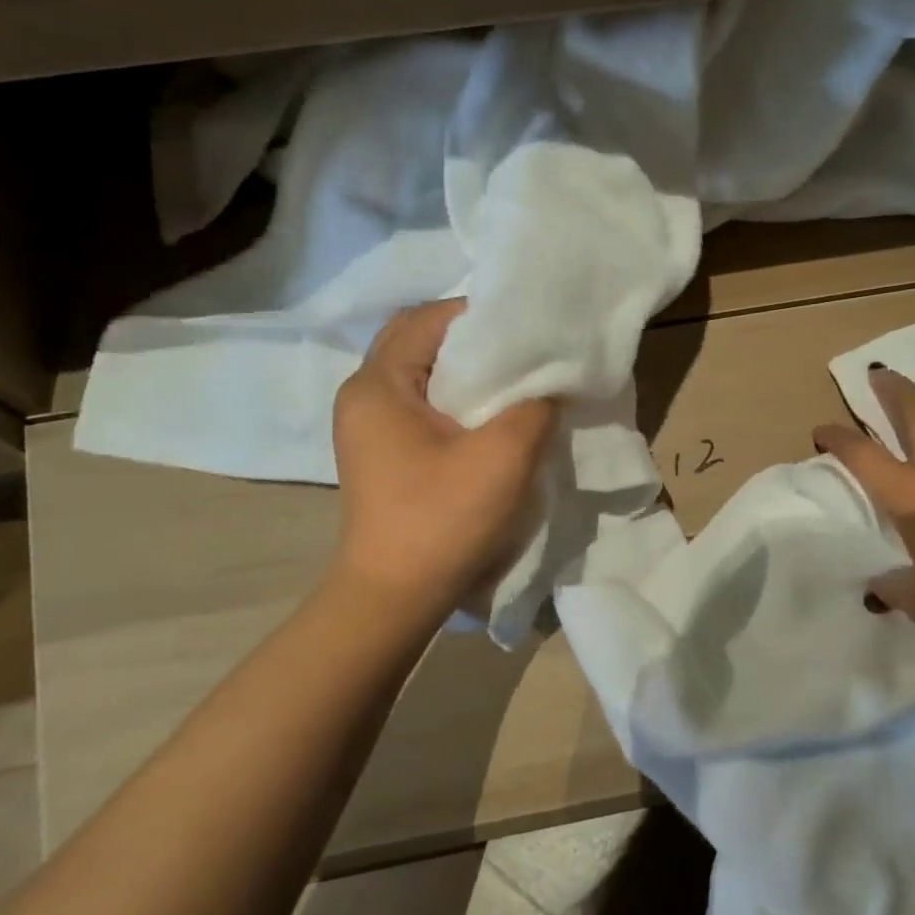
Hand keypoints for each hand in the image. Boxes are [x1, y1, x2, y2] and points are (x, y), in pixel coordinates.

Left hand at [331, 299, 556, 617]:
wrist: (395, 599)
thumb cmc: (443, 520)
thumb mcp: (505, 455)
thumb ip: (535, 405)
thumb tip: (549, 384)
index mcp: (378, 383)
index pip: (430, 319)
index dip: (482, 315)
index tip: (529, 327)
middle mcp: (365, 395)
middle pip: (422, 341)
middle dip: (474, 341)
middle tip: (524, 351)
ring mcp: (370, 426)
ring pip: (424, 374)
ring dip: (468, 372)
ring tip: (516, 380)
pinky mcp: (384, 452)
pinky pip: (423, 404)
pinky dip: (458, 399)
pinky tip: (493, 415)